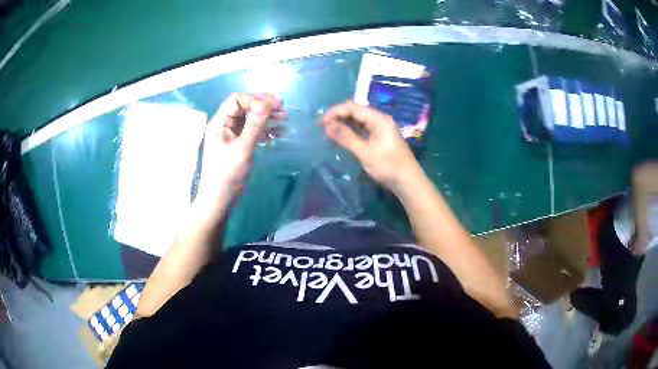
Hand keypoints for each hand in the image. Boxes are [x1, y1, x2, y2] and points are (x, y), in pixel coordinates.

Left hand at [198, 93, 285, 202]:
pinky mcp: (237, 144)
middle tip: (283, 112)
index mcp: (220, 122)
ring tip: (285, 121)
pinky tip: (278, 134)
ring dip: (267, 118)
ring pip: (250, 119)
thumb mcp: (243, 148)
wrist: (219, 198)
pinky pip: (252, 131)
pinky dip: (264, 130)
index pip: (237, 99)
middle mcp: (224, 124)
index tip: (275, 106)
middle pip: (245, 107)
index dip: (256, 99)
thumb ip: (254, 124)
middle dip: (264, 107)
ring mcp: (231, 134)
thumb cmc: (228, 173)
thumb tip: (266, 103)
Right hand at [322, 100, 421, 190]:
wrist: (408, 182)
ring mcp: (380, 129)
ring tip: (328, 133)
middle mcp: (379, 120)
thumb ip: (346, 137)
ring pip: (358, 121)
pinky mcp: (379, 138)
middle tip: (321, 128)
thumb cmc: (389, 167)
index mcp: (379, 119)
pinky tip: (340, 138)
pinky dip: (350, 133)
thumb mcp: (365, 152)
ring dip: (343, 125)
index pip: (353, 108)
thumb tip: (327, 126)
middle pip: (355, 112)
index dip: (335, 112)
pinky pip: (362, 130)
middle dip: (338, 117)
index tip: (321, 123)